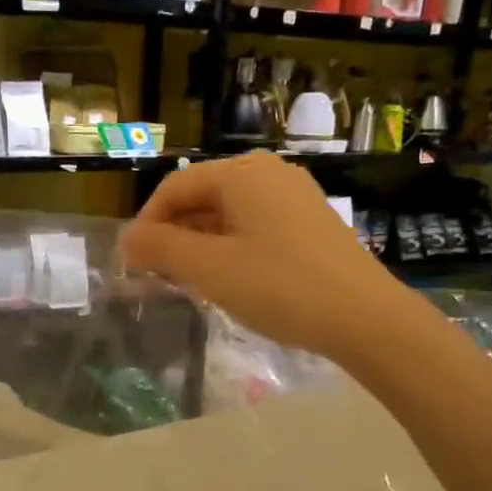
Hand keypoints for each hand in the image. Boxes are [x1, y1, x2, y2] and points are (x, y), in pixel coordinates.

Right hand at [120, 152, 407, 359]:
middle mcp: (269, 173)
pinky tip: (228, 280)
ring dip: (200, 244)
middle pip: (202, 197)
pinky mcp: (310, 223)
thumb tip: (127, 240)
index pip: (175, 187)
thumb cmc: (280, 287)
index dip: (146, 223)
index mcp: (242, 174)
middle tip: (156, 276)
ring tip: (187, 282)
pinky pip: (255, 226)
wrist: (364, 317)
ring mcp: (295, 196)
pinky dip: (230, 248)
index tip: (131, 263)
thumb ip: (161, 249)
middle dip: (173, 235)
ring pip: (229, 214)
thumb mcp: (210, 269)